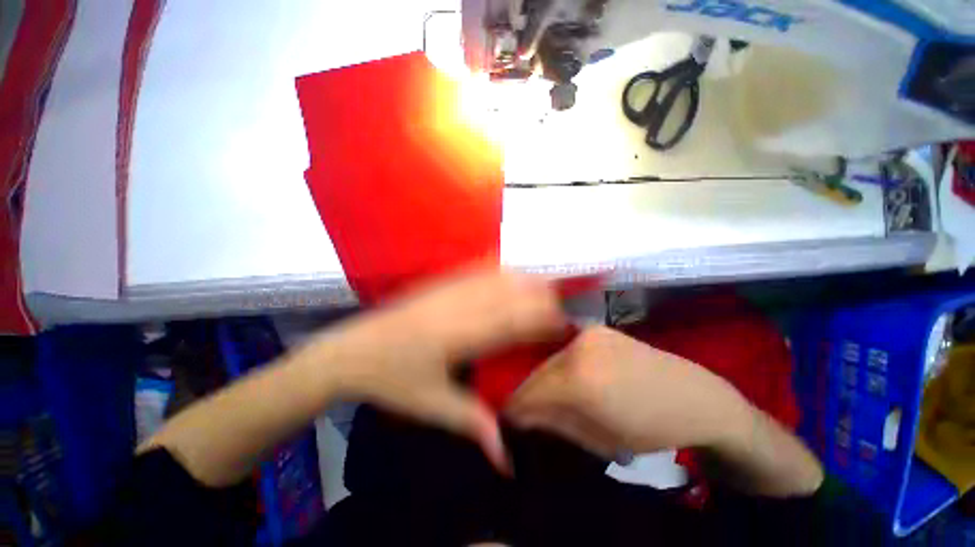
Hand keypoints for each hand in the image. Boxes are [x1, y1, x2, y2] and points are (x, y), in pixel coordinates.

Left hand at [302, 266, 566, 470]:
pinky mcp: (437, 282)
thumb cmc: (392, 380)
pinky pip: (474, 269)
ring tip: (543, 287)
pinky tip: (509, 272)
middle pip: (510, 292)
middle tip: (558, 308)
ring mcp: (447, 289)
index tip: (563, 325)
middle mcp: (458, 305)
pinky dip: (497, 270)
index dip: (543, 319)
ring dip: (522, 280)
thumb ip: (474, 424)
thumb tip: (506, 458)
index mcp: (460, 335)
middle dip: (540, 296)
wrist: (351, 351)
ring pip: (495, 276)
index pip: (514, 320)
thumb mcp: (433, 406)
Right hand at [505, 326, 753, 458]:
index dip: (514, 406)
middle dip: (527, 391)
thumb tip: (519, 415)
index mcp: (579, 379)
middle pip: (538, 371)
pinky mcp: (597, 328)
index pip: (531, 391)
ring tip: (546, 396)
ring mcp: (588, 332)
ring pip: (550, 358)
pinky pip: (566, 349)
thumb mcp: (600, 438)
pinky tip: (566, 377)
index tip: (506, 417)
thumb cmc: (651, 428)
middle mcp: (578, 347)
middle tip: (524, 409)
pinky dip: (560, 365)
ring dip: (544, 377)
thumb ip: (555, 422)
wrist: (695, 396)